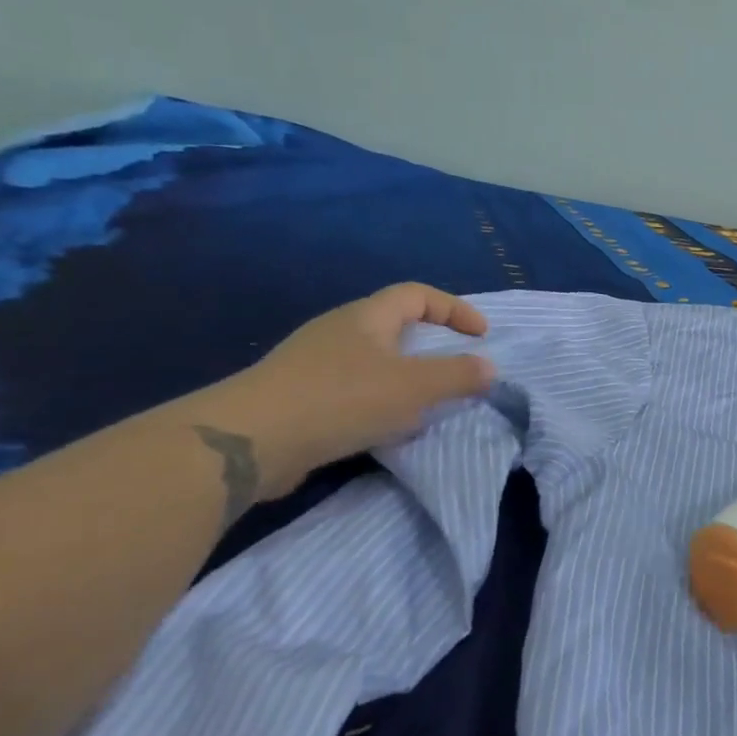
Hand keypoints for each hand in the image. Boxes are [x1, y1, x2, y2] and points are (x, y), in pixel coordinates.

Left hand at [200, 283, 493, 499]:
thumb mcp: (413, 387)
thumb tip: (488, 368)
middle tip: (454, 372)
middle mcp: (338, 331)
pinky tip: (382, 430)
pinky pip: (352, 391)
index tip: (481, 336)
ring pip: (373, 362)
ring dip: (404, 380)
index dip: (454, 309)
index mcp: (367, 317)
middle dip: (430, 347)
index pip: (418, 294)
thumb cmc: (341, 399)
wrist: (248, 441)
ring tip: (424, 407)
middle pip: (394, 326)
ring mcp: (313, 364)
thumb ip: (457, 376)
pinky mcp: (298, 398)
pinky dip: (378, 404)